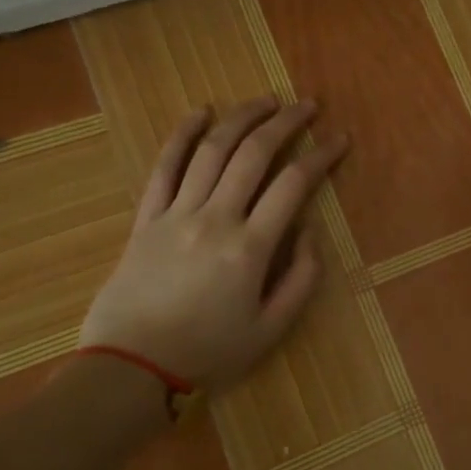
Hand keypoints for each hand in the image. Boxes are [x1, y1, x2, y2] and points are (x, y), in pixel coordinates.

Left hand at [79, 98, 348, 388]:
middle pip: (254, 154)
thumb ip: (301, 279)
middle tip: (307, 106)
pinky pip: (165, 167)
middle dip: (286, 123)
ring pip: (212, 150)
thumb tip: (308, 232)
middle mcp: (215, 218)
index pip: (293, 184)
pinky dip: (183, 135)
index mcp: (251, 247)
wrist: (130, 368)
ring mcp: (176, 214)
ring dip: (241, 118)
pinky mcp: (146, 218)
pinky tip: (201, 113)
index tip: (340, 139)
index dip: (321, 156)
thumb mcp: (271, 329)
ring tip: (265, 101)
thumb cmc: (207, 352)